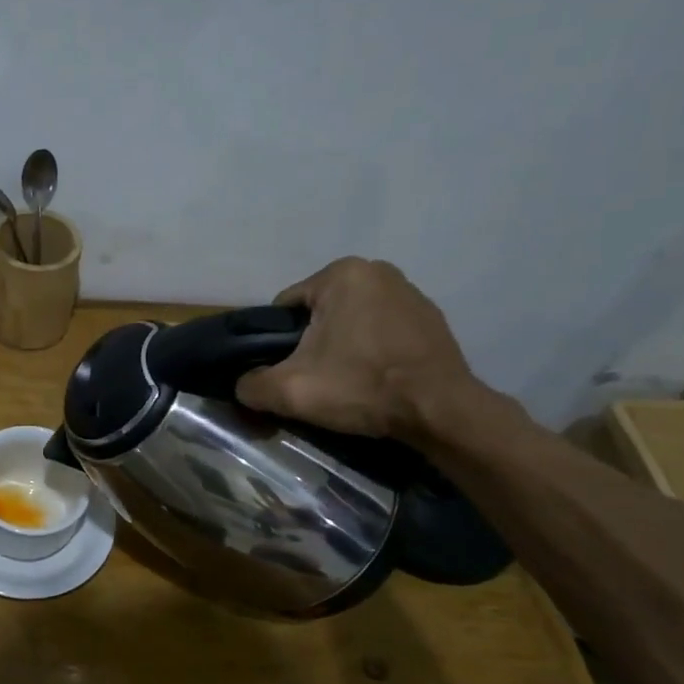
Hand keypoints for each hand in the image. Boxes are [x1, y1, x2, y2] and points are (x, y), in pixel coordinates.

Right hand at [235, 258, 478, 439]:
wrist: (441, 412)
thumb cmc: (362, 387)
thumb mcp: (289, 391)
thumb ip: (250, 385)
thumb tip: (242, 386)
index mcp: (341, 274)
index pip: (285, 309)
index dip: (277, 343)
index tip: (289, 371)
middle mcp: (377, 271)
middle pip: (318, 314)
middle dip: (312, 344)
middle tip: (316, 380)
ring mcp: (410, 292)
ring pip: (350, 322)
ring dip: (342, 347)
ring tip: (347, 383)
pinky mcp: (431, 318)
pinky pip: (382, 331)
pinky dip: (373, 350)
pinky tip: (376, 378)